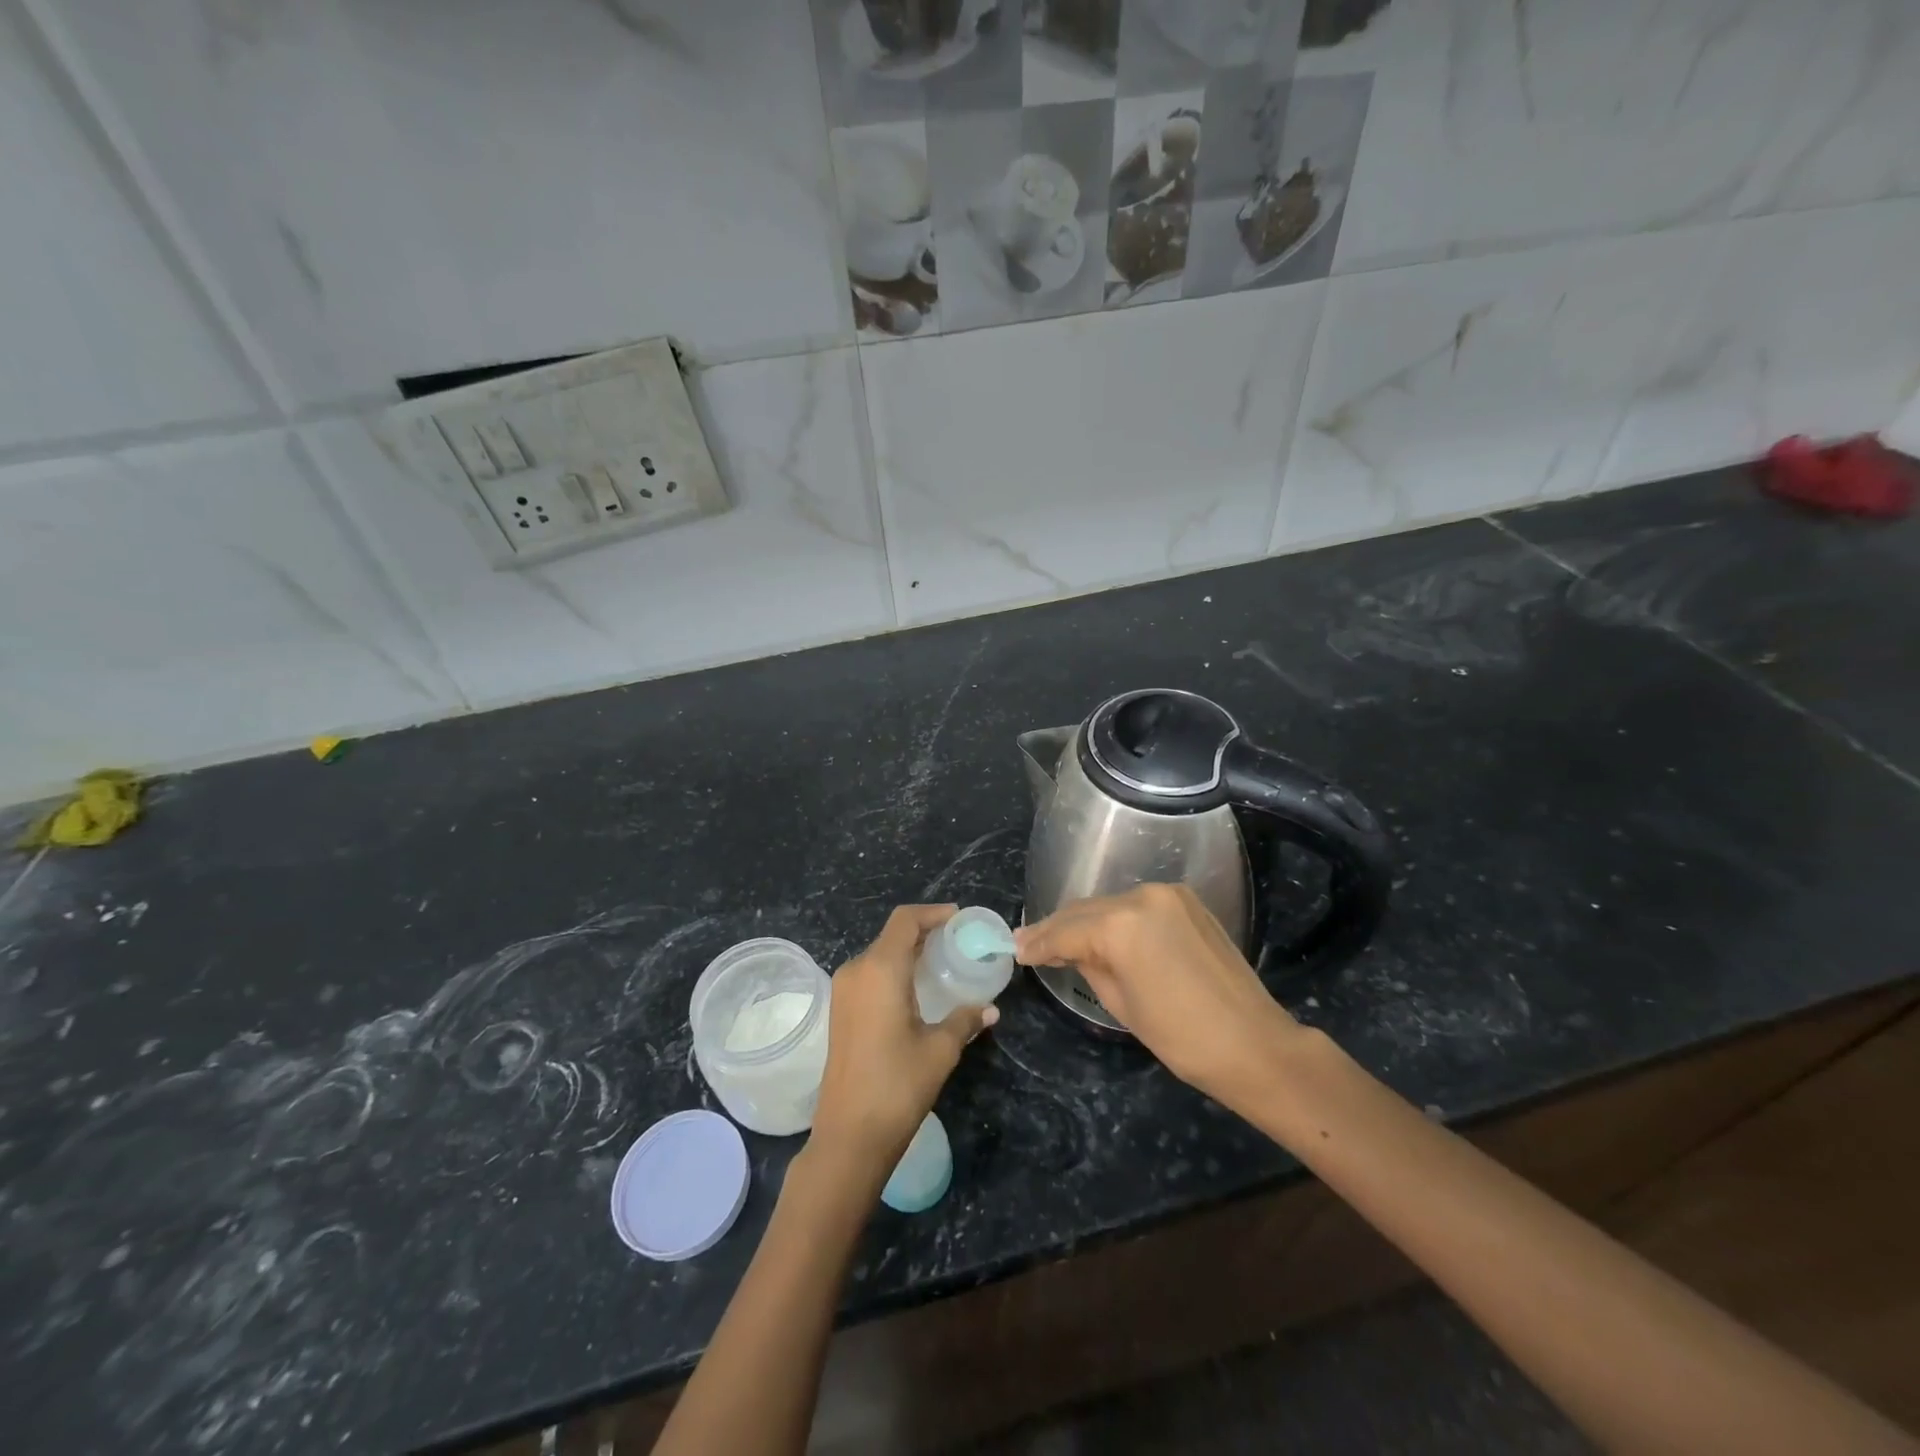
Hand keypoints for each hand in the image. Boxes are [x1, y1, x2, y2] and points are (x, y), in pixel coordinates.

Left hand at [810, 905, 997, 1179]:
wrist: (849, 1136)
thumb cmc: (897, 1085)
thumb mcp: (940, 1050)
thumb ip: (964, 1020)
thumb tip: (990, 1009)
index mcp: (880, 969)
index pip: (905, 921)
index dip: (933, 913)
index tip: (959, 919)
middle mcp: (856, 970)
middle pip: (892, 935)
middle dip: (924, 933)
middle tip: (957, 943)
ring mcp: (843, 991)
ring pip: (879, 955)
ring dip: (908, 953)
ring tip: (941, 964)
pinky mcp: (839, 1011)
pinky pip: (869, 975)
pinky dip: (894, 971)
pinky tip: (916, 991)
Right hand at [1014, 883, 1302, 1110]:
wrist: (1253, 1043)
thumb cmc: (1181, 1036)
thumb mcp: (1120, 1003)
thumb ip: (1087, 964)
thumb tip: (1067, 949)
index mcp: (1120, 924)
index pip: (1066, 930)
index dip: (1038, 942)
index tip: (1016, 949)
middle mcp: (1142, 896)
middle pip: (1086, 910)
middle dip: (1058, 928)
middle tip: (1029, 943)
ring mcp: (1168, 894)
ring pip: (1111, 904)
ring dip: (1087, 921)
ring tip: (1063, 940)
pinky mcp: (1187, 901)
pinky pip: (1139, 906)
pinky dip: (1118, 919)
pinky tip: (1105, 933)